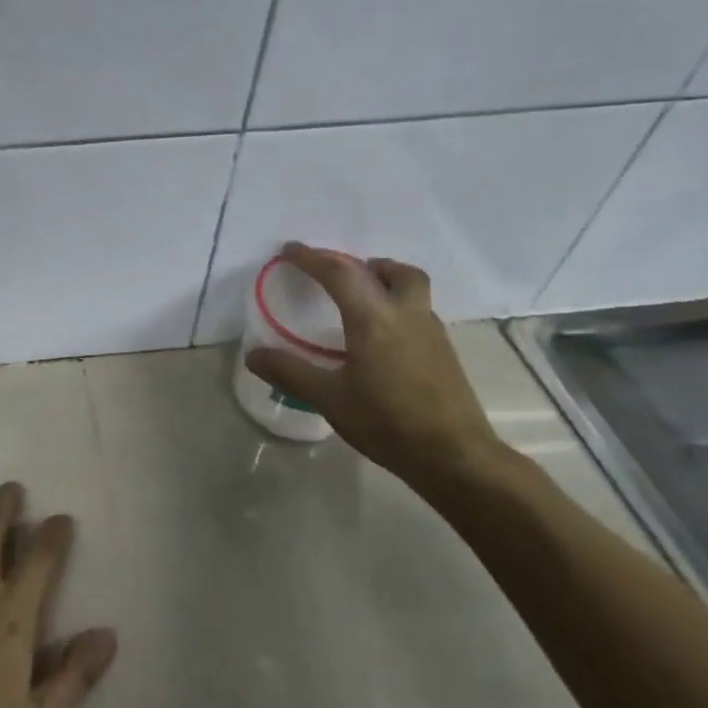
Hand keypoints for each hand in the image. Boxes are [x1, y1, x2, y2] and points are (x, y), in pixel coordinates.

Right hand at [245, 243, 507, 486]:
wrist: (454, 456)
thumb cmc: (387, 422)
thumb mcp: (330, 399)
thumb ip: (290, 372)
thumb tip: (253, 354)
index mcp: (374, 319)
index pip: (339, 273)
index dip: (311, 258)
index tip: (289, 251)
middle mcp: (406, 315)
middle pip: (392, 271)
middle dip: (362, 263)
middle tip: (337, 274)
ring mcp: (431, 333)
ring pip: (412, 289)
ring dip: (385, 282)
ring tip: (360, 301)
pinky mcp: (444, 353)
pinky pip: (418, 312)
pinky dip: (396, 308)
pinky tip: (381, 339)